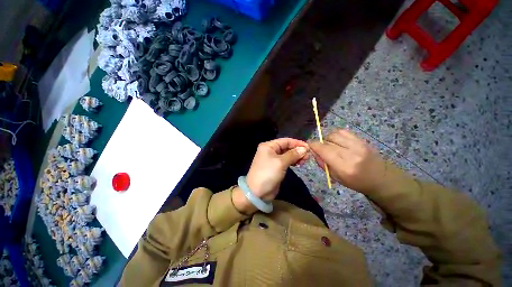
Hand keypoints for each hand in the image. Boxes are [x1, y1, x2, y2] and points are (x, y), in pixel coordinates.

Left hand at [246, 138, 308, 200]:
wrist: (257, 192)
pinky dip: (293, 161)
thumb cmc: (268, 173)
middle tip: (308, 155)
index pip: (285, 141)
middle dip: (297, 150)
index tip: (309, 147)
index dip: (297, 143)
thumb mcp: (281, 162)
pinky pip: (286, 161)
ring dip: (296, 156)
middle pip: (286, 147)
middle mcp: (270, 150)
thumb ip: (293, 154)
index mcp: (269, 146)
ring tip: (306, 160)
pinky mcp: (276, 167)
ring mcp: (273, 159)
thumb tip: (304, 148)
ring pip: (287, 154)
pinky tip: (299, 163)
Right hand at [309, 129, 387, 194]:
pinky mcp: (362, 139)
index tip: (309, 146)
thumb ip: (322, 163)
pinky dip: (336, 134)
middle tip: (321, 149)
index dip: (313, 145)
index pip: (323, 149)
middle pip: (328, 140)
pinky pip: (343, 131)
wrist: (381, 178)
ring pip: (334, 134)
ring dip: (328, 138)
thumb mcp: (335, 177)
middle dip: (320, 143)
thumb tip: (313, 151)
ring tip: (330, 145)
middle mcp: (350, 153)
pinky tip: (337, 141)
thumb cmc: (356, 182)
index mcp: (343, 167)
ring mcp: (358, 145)